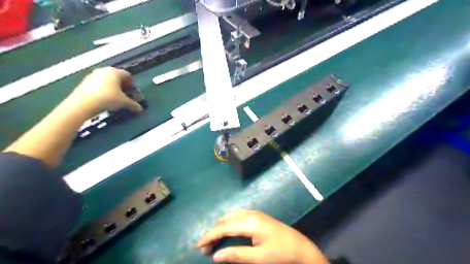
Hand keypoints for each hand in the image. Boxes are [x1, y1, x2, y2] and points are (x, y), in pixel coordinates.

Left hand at [67, 66, 142, 115]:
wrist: (83, 103)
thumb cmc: (108, 98)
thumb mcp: (124, 103)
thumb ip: (133, 105)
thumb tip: (140, 109)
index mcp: (115, 72)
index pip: (128, 76)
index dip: (132, 85)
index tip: (133, 94)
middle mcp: (105, 70)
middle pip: (117, 77)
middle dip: (123, 86)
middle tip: (125, 96)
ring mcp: (93, 74)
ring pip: (108, 80)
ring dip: (113, 88)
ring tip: (115, 98)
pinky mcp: (85, 81)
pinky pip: (99, 84)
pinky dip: (104, 90)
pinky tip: (104, 99)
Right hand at [197, 210, 326, 262]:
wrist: (301, 248)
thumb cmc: (280, 254)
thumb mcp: (258, 258)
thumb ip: (236, 255)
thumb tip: (215, 255)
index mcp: (250, 222)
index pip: (224, 227)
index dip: (210, 236)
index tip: (198, 245)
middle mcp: (250, 213)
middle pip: (226, 220)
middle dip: (214, 232)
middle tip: (205, 247)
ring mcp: (255, 213)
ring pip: (231, 215)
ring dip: (221, 226)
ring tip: (214, 240)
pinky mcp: (258, 215)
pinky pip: (238, 215)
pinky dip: (229, 222)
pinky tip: (228, 229)